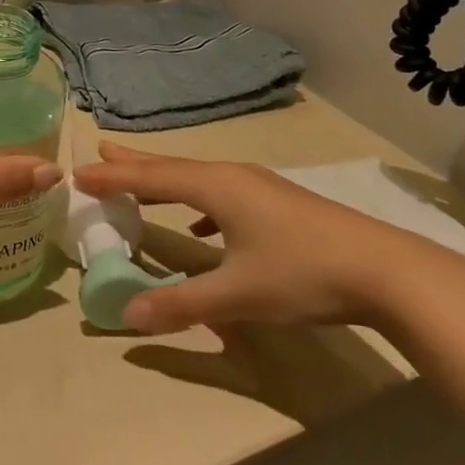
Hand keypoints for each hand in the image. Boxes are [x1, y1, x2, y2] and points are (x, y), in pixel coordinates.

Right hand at [74, 144, 438, 333]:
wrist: (385, 270)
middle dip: (135, 163)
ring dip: (165, 179)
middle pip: (172, 167)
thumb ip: (182, 304)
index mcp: (217, 187)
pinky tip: (201, 225)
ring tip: (140, 180)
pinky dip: (197, 201)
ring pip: (198, 178)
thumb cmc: (303, 273)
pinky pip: (221, 194)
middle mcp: (232, 177)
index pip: (152, 177)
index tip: (79, 171)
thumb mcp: (238, 294)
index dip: (114, 177)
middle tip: (101, 150)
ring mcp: (258, 188)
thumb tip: (129, 314)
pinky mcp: (277, 204)